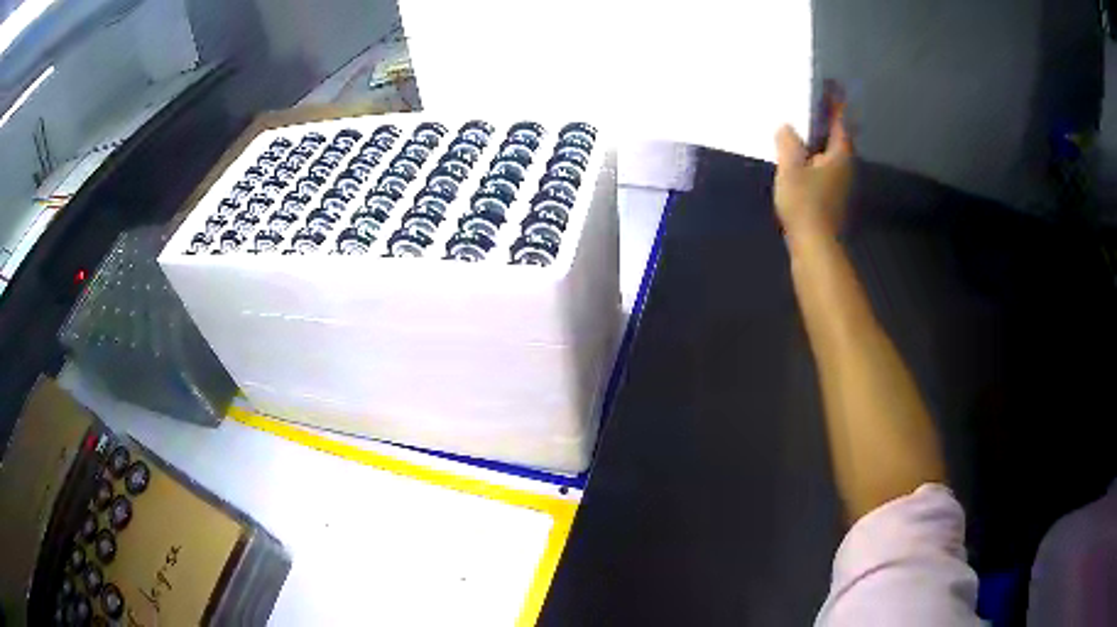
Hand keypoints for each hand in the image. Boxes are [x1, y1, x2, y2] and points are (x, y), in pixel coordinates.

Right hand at [774, 112, 853, 241]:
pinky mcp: (832, 199)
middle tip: (813, 104)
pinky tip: (801, 160)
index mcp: (840, 155)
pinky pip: (824, 169)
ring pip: (831, 154)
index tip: (831, 85)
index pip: (841, 121)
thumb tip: (786, 128)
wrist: (814, 246)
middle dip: (828, 121)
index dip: (836, 103)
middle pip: (839, 138)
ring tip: (803, 129)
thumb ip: (788, 142)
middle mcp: (845, 168)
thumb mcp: (791, 167)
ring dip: (821, 141)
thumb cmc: (805, 203)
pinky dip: (815, 158)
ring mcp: (840, 185)